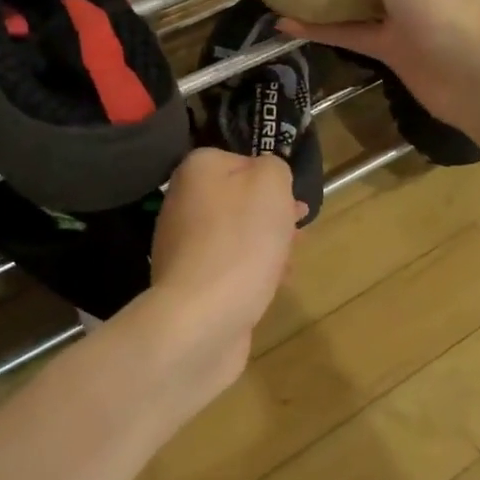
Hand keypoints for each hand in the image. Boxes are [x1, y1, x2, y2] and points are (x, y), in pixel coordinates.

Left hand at [138, 148, 299, 403]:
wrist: (202, 317)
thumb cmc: (241, 241)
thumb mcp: (271, 184)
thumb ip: (273, 168)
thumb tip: (266, 177)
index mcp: (197, 170)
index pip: (241, 162)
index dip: (273, 180)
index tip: (294, 203)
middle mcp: (182, 202)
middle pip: (238, 201)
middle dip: (272, 217)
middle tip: (298, 233)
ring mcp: (182, 245)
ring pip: (236, 236)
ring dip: (266, 246)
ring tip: (289, 264)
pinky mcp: (189, 282)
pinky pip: (228, 267)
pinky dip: (252, 273)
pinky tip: (272, 287)